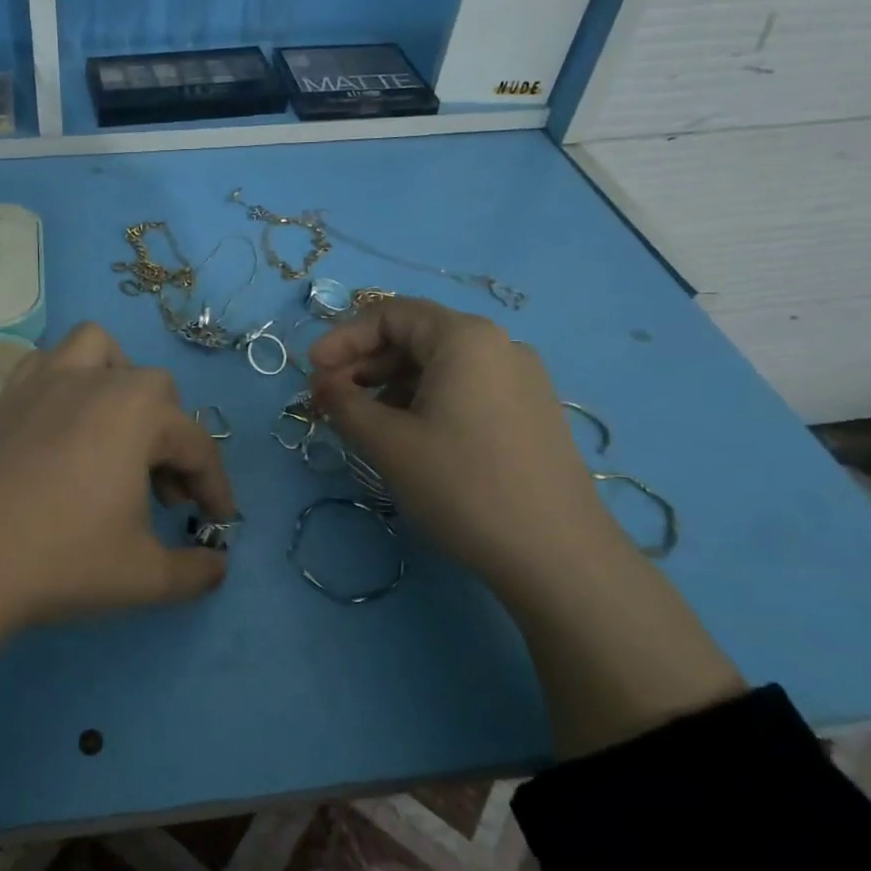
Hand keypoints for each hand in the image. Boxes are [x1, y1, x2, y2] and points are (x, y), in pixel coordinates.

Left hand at [0, 321, 234, 636]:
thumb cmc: (62, 560)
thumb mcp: (144, 577)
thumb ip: (194, 570)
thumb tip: (217, 567)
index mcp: (137, 413)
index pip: (196, 445)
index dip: (215, 487)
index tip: (219, 523)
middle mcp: (95, 382)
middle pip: (155, 390)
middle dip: (171, 439)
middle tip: (162, 494)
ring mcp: (44, 382)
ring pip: (98, 349)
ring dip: (120, 382)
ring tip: (118, 433)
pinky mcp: (6, 397)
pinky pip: (46, 363)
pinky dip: (66, 379)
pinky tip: (63, 424)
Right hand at [308, 298, 743, 757]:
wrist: (558, 556)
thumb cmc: (464, 486)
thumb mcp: (388, 444)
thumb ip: (343, 404)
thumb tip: (321, 384)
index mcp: (465, 338)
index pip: (390, 314)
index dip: (342, 338)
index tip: (311, 371)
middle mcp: (498, 345)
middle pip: (415, 336)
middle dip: (364, 363)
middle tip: (330, 399)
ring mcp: (521, 379)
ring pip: (439, 365)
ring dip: (391, 385)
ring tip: (364, 423)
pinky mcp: (531, 413)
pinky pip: (465, 388)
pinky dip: (425, 401)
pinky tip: (409, 438)